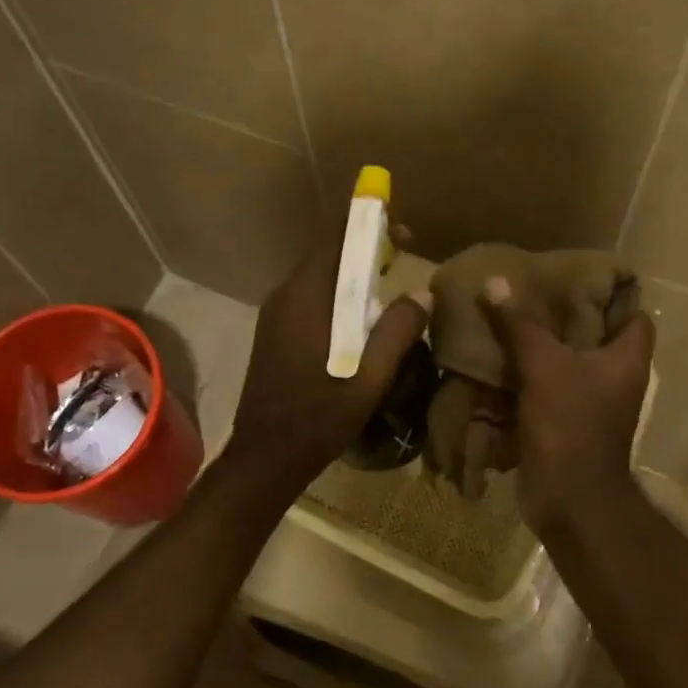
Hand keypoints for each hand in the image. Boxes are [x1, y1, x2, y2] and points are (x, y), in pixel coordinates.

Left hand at [226, 230, 430, 487]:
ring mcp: (274, 316)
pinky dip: (337, 297)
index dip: (371, 230)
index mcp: (306, 299)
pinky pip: (310, 300)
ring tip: (386, 289)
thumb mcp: (369, 379)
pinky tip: (359, 322)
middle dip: (365, 253)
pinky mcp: (274, 334)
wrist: (265, 457)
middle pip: (327, 257)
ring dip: (351, 277)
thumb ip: (396, 332)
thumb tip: (422, 293)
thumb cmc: (318, 419)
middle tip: (401, 262)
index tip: (404, 235)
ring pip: (318, 279)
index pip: (337, 242)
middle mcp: (284, 297)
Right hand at [480, 276, 654, 535]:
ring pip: (568, 367)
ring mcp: (591, 406)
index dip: (614, 297)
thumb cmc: (570, 423)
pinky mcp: (566, 426)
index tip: (579, 281)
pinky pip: (547, 393)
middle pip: (596, 339)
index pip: (635, 316)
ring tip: (510, 323)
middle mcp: (616, 380)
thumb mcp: (543, 366)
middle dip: (566, 320)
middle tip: (533, 296)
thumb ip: (520, 325)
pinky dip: (528, 381)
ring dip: (542, 351)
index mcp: (626, 360)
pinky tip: (500, 364)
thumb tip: (494, 283)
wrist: (569, 498)